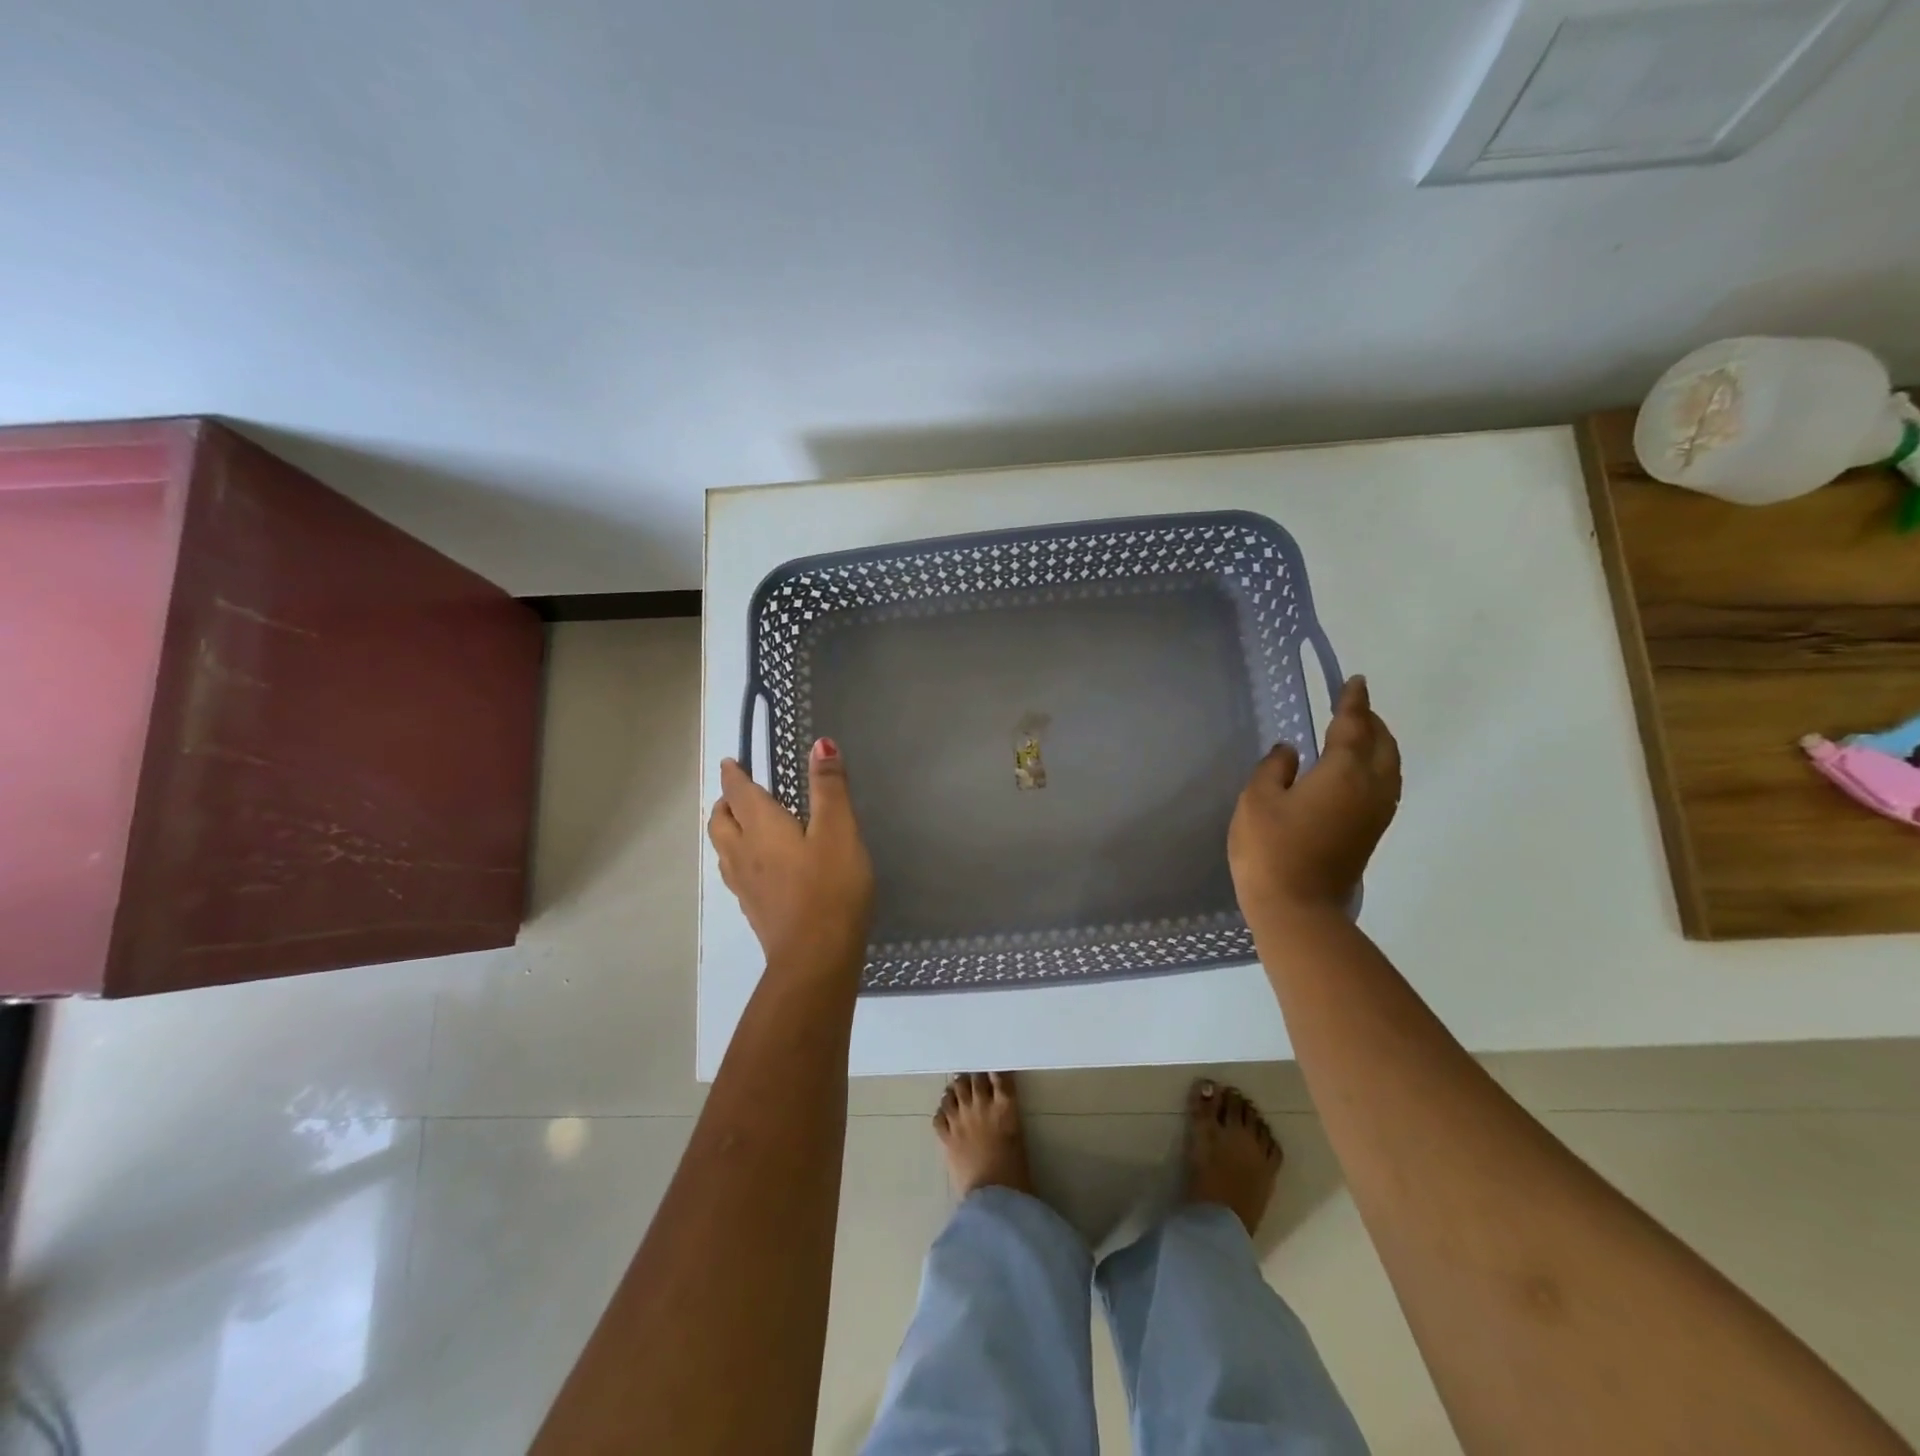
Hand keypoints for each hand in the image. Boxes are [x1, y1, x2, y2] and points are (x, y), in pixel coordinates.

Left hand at [709, 738, 874, 979]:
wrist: (816, 957)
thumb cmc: (830, 887)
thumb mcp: (839, 830)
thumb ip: (829, 787)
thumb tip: (820, 744)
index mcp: (761, 827)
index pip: (739, 793)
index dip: (734, 775)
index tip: (731, 763)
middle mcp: (743, 853)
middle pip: (721, 822)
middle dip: (726, 803)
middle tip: (738, 794)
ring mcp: (745, 886)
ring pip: (723, 850)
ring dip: (727, 831)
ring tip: (742, 826)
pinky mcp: (754, 910)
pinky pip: (735, 874)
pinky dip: (738, 859)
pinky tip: (758, 869)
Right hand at [1229, 676, 1401, 921]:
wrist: (1297, 908)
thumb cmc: (1271, 849)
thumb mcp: (1257, 800)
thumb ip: (1274, 768)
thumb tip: (1291, 752)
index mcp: (1344, 773)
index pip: (1354, 726)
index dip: (1352, 702)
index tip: (1354, 682)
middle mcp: (1370, 788)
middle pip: (1382, 745)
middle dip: (1371, 721)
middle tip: (1353, 706)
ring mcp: (1375, 814)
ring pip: (1390, 767)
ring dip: (1378, 744)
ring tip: (1359, 734)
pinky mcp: (1370, 834)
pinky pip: (1385, 786)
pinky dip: (1377, 767)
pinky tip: (1357, 772)